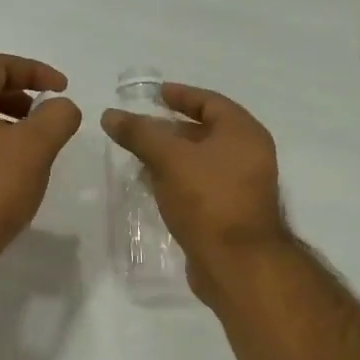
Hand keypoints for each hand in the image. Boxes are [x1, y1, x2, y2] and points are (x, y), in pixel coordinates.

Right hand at [100, 82, 288, 305]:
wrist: (236, 264)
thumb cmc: (208, 200)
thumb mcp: (169, 159)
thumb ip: (140, 134)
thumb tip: (111, 114)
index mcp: (244, 133)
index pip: (210, 101)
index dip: (180, 95)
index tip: (153, 95)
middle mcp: (248, 155)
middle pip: (206, 132)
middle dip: (170, 129)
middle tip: (139, 129)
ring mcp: (241, 187)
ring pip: (201, 162)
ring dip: (171, 158)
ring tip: (138, 158)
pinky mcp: (230, 214)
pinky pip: (200, 187)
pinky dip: (177, 182)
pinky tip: (153, 187)